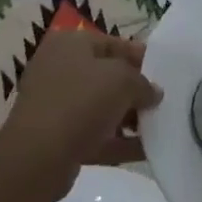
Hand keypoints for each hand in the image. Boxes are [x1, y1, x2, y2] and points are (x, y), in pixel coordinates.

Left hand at [0, 28, 162, 201]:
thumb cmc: (80, 102)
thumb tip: (153, 92)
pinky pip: (94, 134)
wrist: (37, 159)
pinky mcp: (56, 139)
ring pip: (100, 107)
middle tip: (161, 102)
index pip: (112, 43)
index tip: (164, 71)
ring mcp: (55, 105)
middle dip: (135, 90)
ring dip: (129, 118)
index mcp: (69, 44)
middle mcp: (58, 69)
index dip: (139, 56)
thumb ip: (143, 83)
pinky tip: (146, 150)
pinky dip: (118, 141)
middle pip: (106, 76)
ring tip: (158, 128)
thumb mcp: (122, 80)